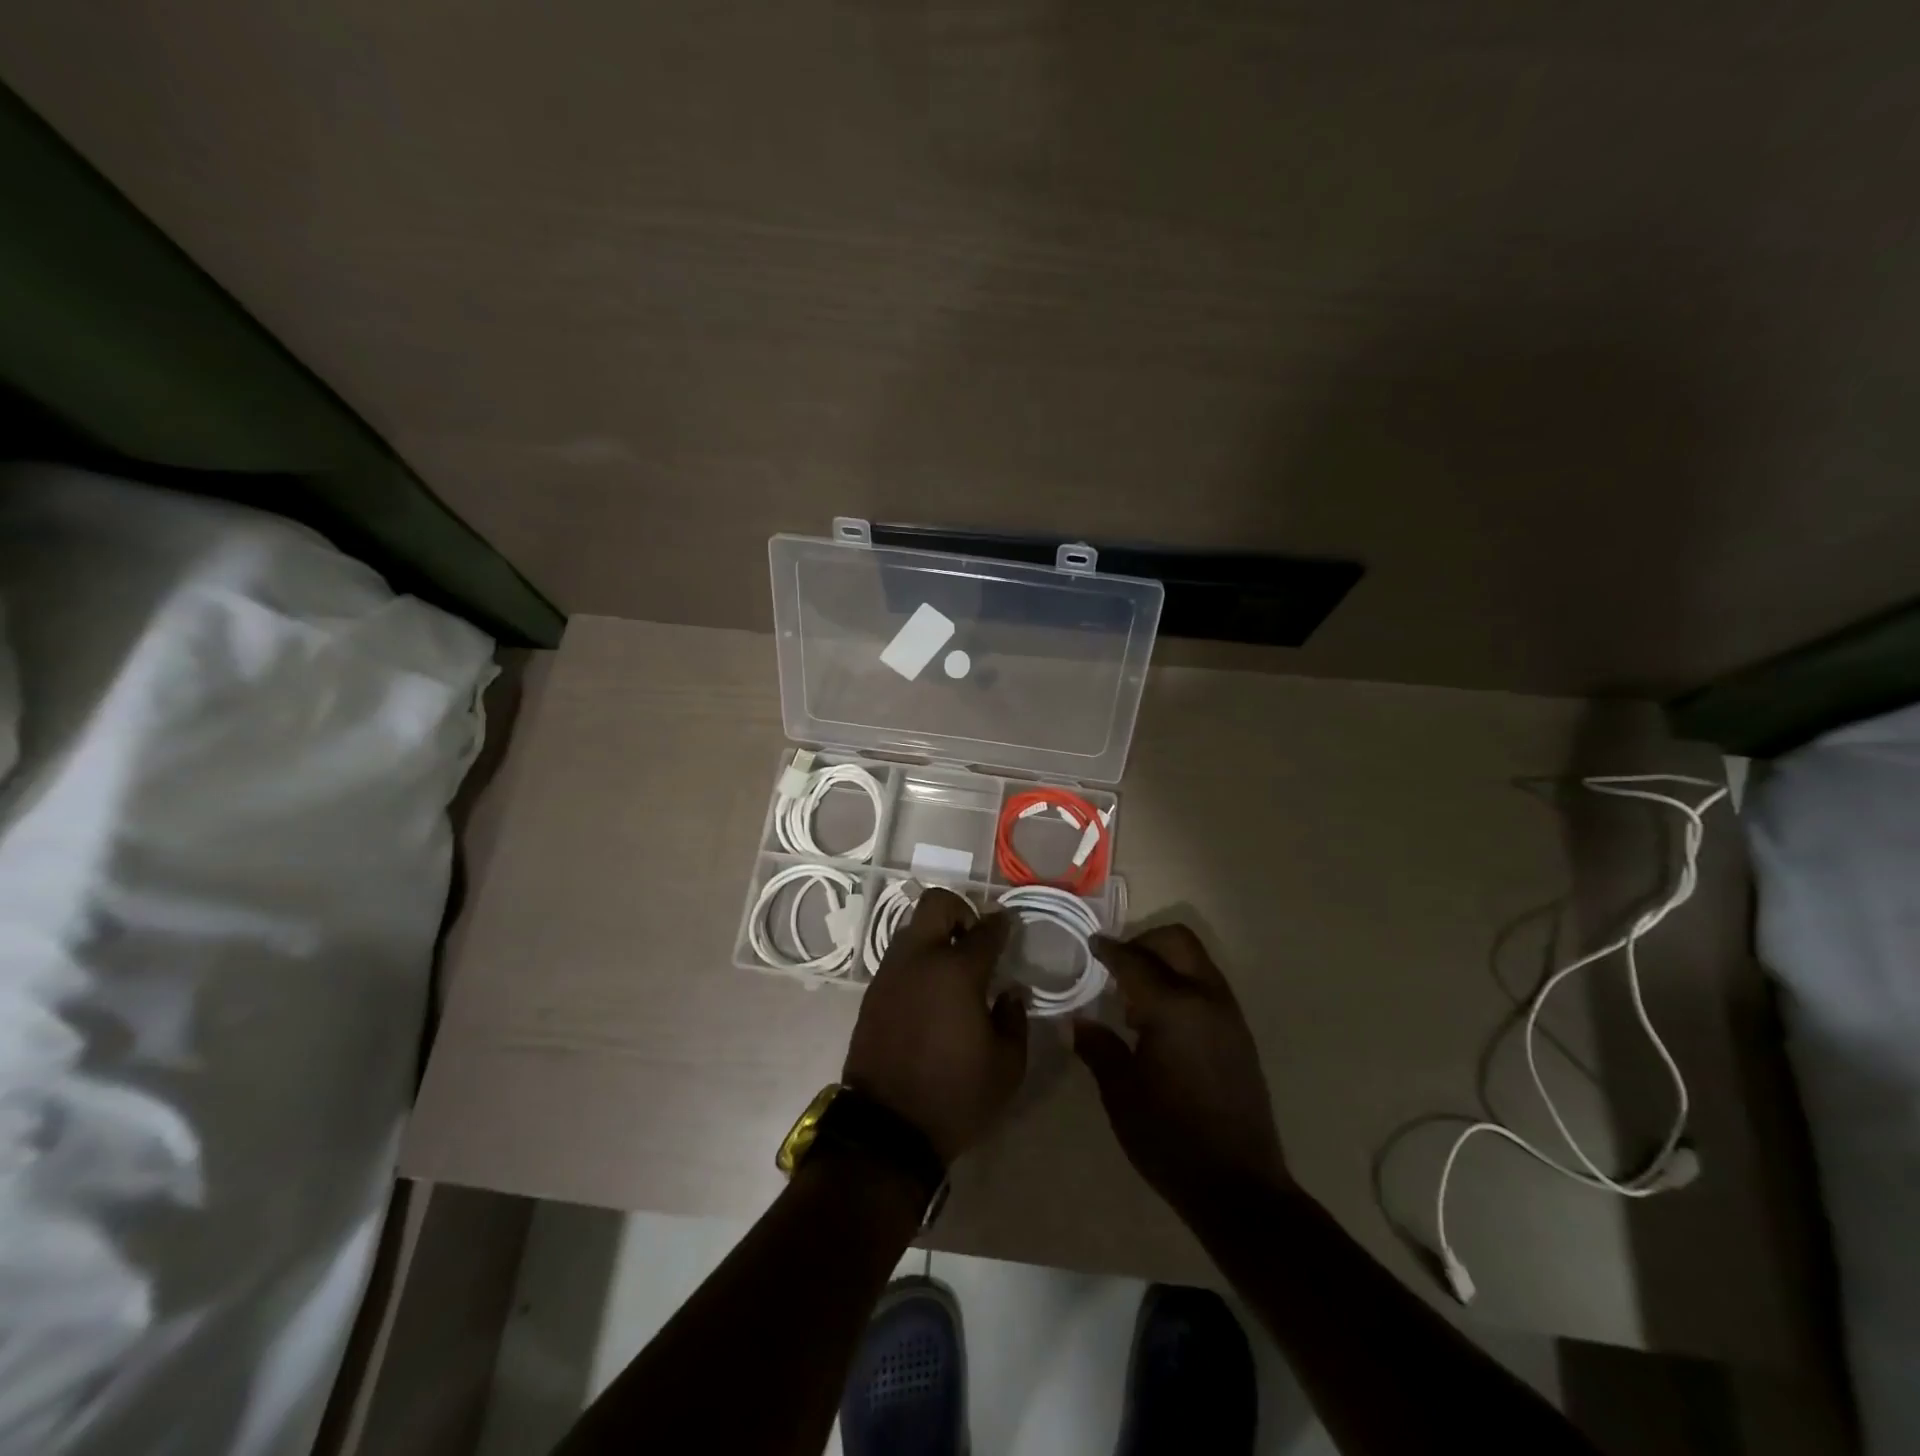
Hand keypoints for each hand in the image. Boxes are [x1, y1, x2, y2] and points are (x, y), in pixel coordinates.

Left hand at [842, 888, 1026, 1165]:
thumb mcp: (1007, 1066)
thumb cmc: (956, 1095)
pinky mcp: (873, 991)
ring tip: (951, 968)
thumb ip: (1015, 1019)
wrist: (887, 1128)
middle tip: (975, 940)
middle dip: (961, 911)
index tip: (1008, 927)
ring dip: (935, 935)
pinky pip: (898, 957)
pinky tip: (930, 991)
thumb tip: (1010, 992)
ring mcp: (891, 972)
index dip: (1002, 924)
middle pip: (937, 904)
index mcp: (958, 971)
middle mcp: (921, 959)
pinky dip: (917, 960)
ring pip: (912, 927)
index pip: (986, 930)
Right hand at [1074, 925, 1290, 1219]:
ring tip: (1135, 1000)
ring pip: (1196, 961)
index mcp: (1173, 1008)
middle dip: (1144, 942)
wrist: (1239, 1186)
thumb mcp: (1121, 1093)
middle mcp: (1206, 998)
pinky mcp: (1240, 1035)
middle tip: (1116, 966)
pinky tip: (1162, 1024)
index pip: (1134, 960)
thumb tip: (1077, 1022)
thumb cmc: (1170, 1138)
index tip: (1092, 944)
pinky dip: (1183, 984)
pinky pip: (1208, 987)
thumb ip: (1099, 1048)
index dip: (1108, 950)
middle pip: (1177, 941)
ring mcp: (1229, 1015)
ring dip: (1165, 963)